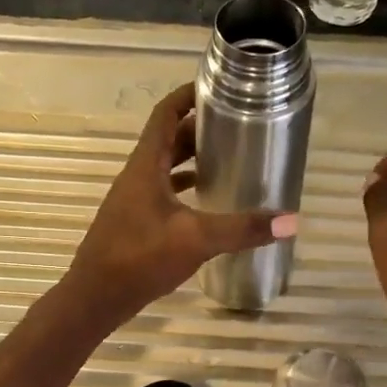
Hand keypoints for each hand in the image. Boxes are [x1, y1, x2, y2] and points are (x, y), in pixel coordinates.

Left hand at [64, 83, 296, 329]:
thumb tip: (291, 221)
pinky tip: (207, 203)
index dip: (188, 95)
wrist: (95, 298)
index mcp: (145, 166)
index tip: (217, 87)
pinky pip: (163, 193)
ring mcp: (133, 201)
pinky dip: (184, 189)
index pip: (165, 114)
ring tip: (227, 159)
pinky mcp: (135, 224)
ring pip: (165, 168)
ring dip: (191, 159)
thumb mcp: (195, 240)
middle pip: (167, 139)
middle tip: (235, 126)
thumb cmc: (139, 259)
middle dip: (199, 129)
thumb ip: (242, 229)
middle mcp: (137, 176)